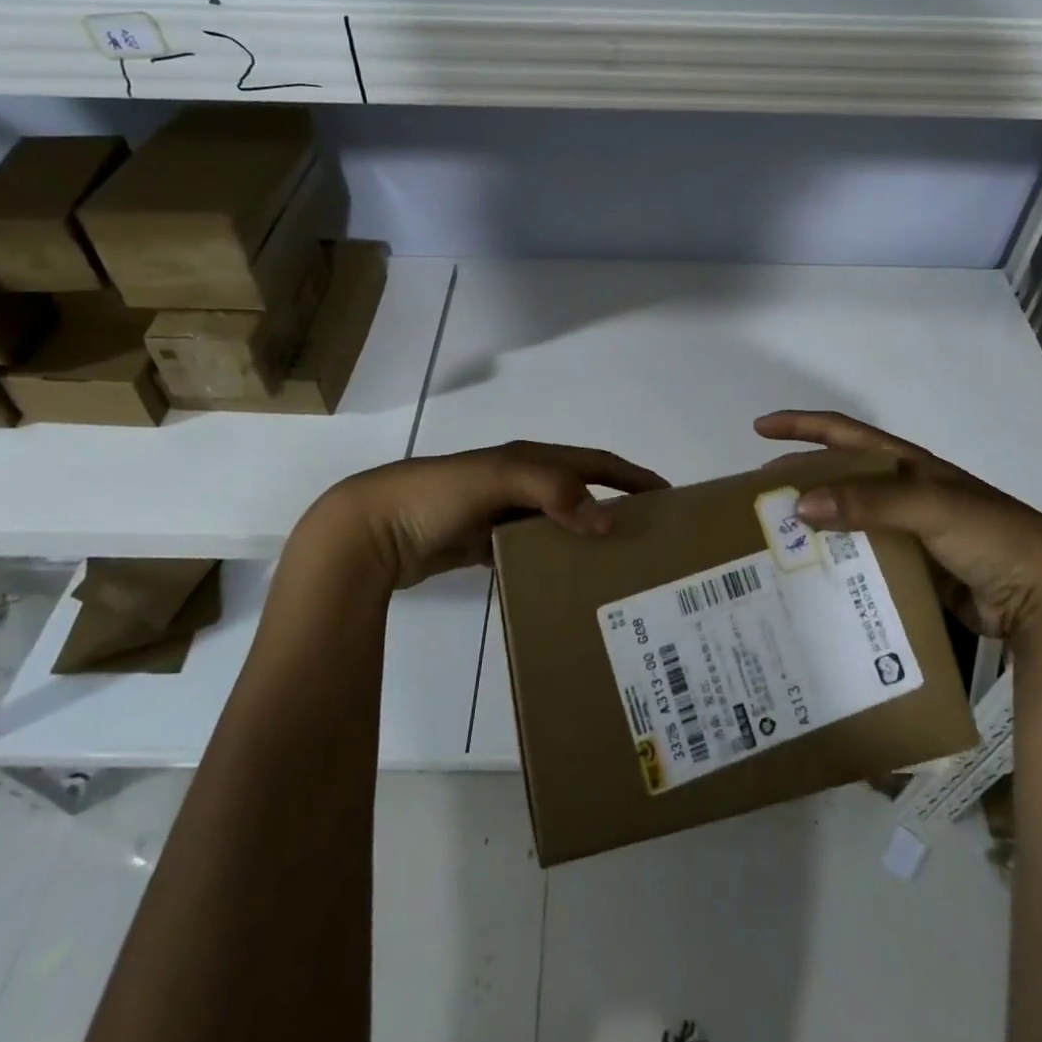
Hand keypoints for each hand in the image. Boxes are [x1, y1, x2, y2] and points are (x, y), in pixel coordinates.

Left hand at [292, 441, 667, 591]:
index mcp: (530, 458)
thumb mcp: (498, 479)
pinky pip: (531, 549)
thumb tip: (606, 520)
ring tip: (615, 568)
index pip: (595, 462)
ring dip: (586, 538)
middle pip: (581, 491)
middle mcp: (521, 481)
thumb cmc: (439, 494)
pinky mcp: (483, 543)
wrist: (372, 528)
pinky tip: (566, 583)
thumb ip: (552, 492)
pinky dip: (552, 561)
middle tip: (649, 540)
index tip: (670, 497)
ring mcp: (501, 513)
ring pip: (557, 523)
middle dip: (617, 507)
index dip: (632, 476)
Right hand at [755, 410, 1041, 641]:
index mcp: (906, 465)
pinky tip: (816, 579)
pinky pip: (864, 559)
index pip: (843, 433)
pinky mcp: (915, 569)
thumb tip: (801, 505)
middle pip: (839, 477)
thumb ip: (868, 502)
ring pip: (848, 522)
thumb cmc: (991, 535)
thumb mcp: (930, 507)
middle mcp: (903, 492)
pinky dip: (839, 564)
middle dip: (800, 480)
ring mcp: (909, 532)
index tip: (759, 429)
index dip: (801, 426)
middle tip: (760, 497)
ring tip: (777, 542)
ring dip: (816, 527)